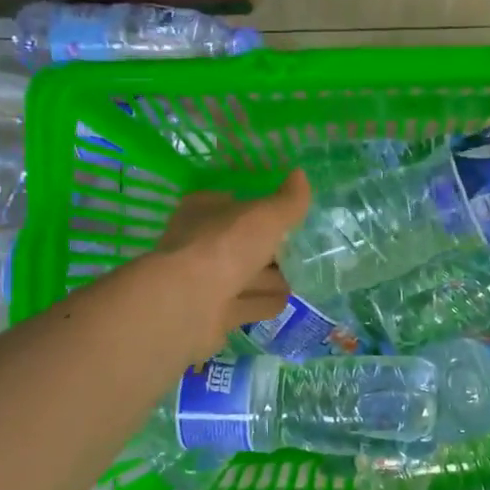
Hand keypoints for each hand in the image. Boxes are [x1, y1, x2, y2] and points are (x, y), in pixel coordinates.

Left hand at [154, 171, 311, 359]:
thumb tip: (301, 175)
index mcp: (203, 211)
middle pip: (241, 245)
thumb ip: (288, 201)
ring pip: (244, 276)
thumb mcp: (265, 216)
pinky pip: (245, 304)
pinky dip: (262, 303)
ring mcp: (204, 281)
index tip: (286, 218)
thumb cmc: (224, 246)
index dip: (258, 211)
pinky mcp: (212, 314)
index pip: (233, 205)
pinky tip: (284, 302)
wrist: (187, 303)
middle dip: (268, 251)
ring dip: (269, 280)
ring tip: (299, 280)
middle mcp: (200, 244)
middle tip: (300, 253)